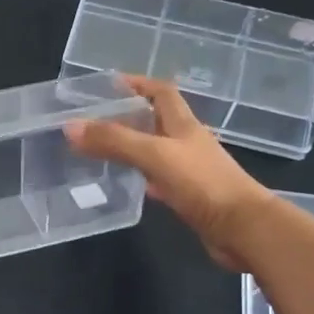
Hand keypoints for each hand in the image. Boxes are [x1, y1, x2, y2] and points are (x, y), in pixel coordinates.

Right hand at [63, 77, 269, 270]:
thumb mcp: (155, 155)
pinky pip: (157, 180)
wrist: (243, 229)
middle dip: (126, 115)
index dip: (137, 83)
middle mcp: (186, 143)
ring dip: (130, 147)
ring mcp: (188, 170)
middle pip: (155, 120)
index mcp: (183, 124)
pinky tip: (122, 183)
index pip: (161, 92)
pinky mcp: (187, 197)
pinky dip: (139, 177)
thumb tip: (70, 126)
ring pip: (154, 151)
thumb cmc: (203, 184)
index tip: (107, 85)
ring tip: (97, 148)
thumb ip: (114, 140)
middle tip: (92, 120)